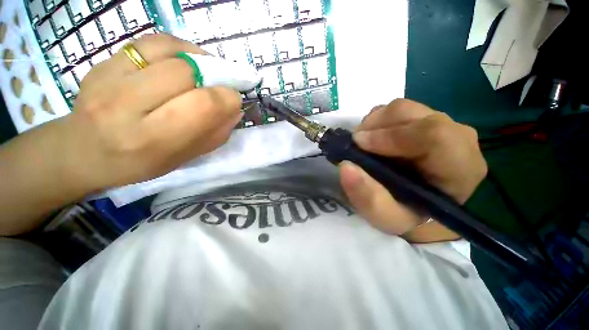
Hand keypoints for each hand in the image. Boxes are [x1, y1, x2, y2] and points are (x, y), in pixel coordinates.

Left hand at [0, 33, 242, 234]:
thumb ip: (214, 134)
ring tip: (204, 73)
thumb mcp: (184, 158)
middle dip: (214, 79)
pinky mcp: (103, 62)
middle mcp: (126, 106)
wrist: (82, 151)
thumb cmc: (138, 163)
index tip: (234, 100)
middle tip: (219, 88)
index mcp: (152, 140)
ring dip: (197, 60)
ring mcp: (108, 78)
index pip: (202, 105)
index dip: (227, 98)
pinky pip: (150, 41)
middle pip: (186, 73)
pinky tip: (184, 61)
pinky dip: (177, 48)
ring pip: (169, 51)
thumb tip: (235, 109)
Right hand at [339, 99, 486, 241]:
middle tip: (356, 144)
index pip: (434, 135)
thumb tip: (346, 166)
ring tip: (363, 144)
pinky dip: (377, 121)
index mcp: (460, 168)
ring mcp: (441, 123)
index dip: (390, 136)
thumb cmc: (405, 213)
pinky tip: (373, 139)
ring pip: (402, 108)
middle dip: (375, 127)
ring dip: (374, 124)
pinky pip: (396, 110)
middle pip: (412, 114)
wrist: (415, 203)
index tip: (359, 144)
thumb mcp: (385, 217)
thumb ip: (367, 197)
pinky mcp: (425, 119)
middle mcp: (457, 138)